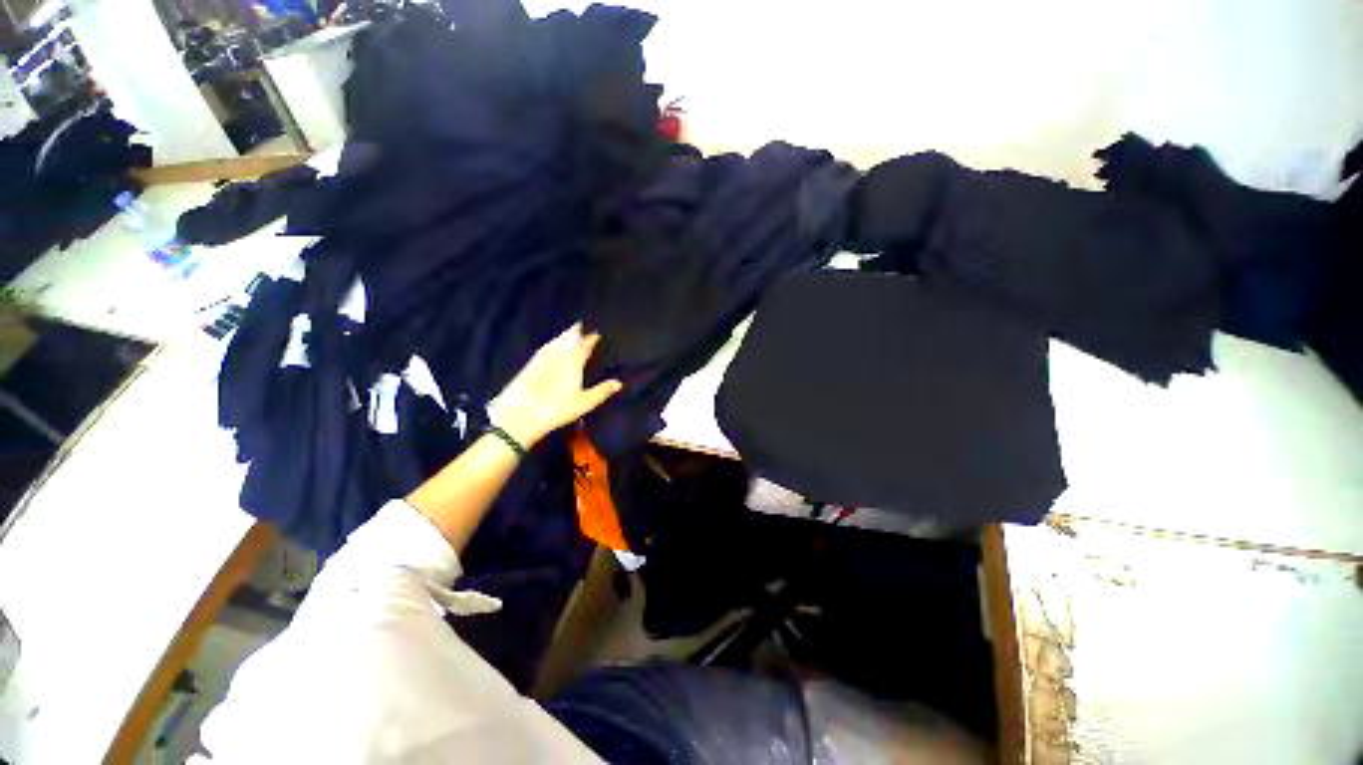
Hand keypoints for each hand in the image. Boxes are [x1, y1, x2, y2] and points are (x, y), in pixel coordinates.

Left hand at [487, 323, 622, 448]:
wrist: (520, 414)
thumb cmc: (557, 409)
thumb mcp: (584, 403)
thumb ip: (601, 391)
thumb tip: (619, 383)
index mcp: (572, 363)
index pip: (583, 346)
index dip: (590, 339)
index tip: (596, 333)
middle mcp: (557, 357)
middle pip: (567, 341)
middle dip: (574, 332)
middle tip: (579, 324)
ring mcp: (541, 361)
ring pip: (554, 343)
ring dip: (561, 336)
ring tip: (567, 332)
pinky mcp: (529, 367)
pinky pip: (542, 350)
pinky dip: (549, 345)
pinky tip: (547, 347)